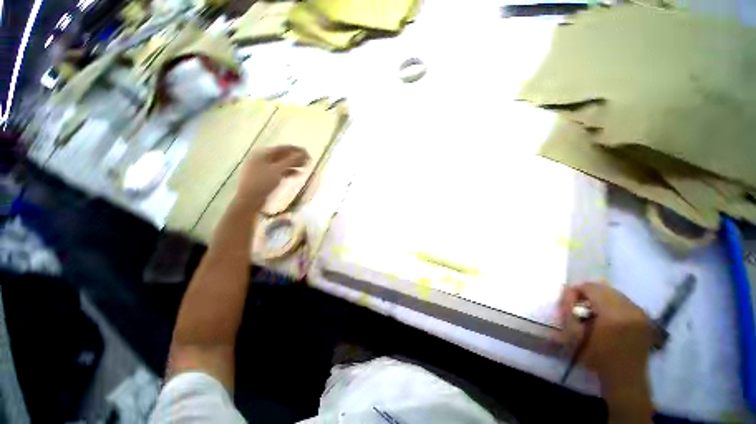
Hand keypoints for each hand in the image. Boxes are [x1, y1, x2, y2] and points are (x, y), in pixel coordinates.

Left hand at [236, 145, 308, 202]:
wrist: (249, 200)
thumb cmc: (262, 182)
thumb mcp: (278, 170)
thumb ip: (291, 160)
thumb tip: (303, 153)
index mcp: (263, 153)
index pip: (283, 148)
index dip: (297, 150)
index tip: (308, 154)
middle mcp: (262, 158)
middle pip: (282, 155)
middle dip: (296, 158)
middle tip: (308, 161)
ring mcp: (262, 168)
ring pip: (281, 164)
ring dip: (293, 165)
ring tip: (305, 168)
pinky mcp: (264, 177)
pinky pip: (278, 171)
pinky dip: (287, 172)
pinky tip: (296, 174)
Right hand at [559, 283, 652, 388]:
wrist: (626, 378)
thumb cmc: (597, 359)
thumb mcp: (575, 336)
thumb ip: (568, 312)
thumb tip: (567, 293)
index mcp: (613, 315)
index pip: (591, 288)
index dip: (576, 291)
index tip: (569, 302)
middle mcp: (630, 309)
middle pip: (604, 288)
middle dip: (588, 293)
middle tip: (578, 305)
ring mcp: (640, 313)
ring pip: (614, 293)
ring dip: (600, 297)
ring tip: (592, 310)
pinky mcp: (645, 317)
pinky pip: (624, 301)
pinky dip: (612, 303)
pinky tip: (607, 316)